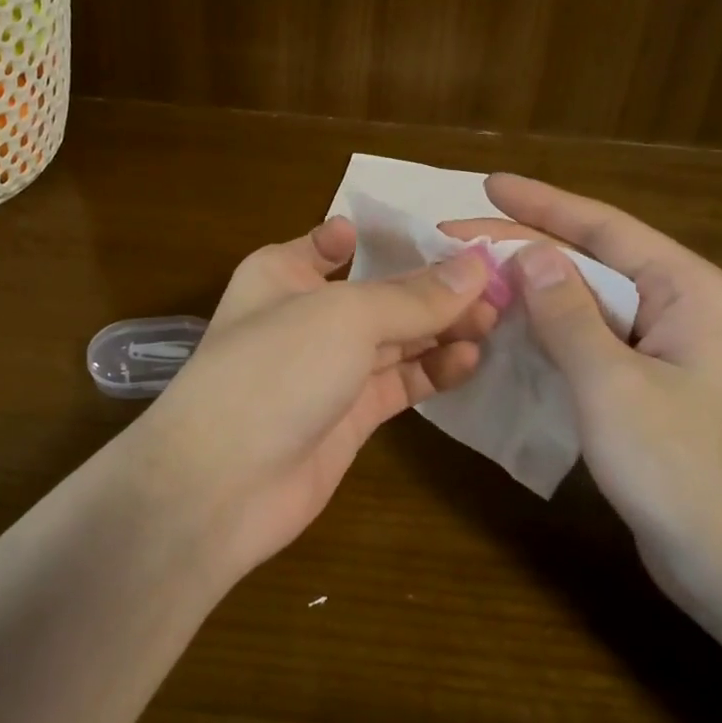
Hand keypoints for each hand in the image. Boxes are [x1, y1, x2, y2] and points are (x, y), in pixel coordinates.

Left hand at [136, 217, 498, 577]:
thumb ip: (414, 297)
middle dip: (435, 288)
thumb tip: (478, 266)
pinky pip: (400, 382)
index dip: (392, 237)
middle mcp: (307, 314)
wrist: (222, 485)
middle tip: (500, 286)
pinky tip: (472, 359)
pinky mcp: (350, 416)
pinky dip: (434, 370)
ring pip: (397, 338)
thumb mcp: (345, 317)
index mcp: (285, 273)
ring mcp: (329, 368)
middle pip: (381, 292)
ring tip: (497, 319)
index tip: (451, 238)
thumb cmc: (275, 370)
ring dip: (443, 328)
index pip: (339, 242)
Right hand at [444, 175, 721, 625]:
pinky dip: (551, 335)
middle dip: (527, 248)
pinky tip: (510, 332)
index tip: (488, 184)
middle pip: (594, 264)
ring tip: (474, 276)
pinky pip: (593, 346)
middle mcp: (684, 312)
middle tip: (459, 235)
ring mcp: (670, 355)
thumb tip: (529, 253)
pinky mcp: (653, 393)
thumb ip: (568, 313)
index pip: (605, 230)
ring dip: (534, 292)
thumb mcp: (613, 384)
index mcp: (690, 292)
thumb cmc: (685, 469)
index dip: (542, 204)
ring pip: (590, 307)